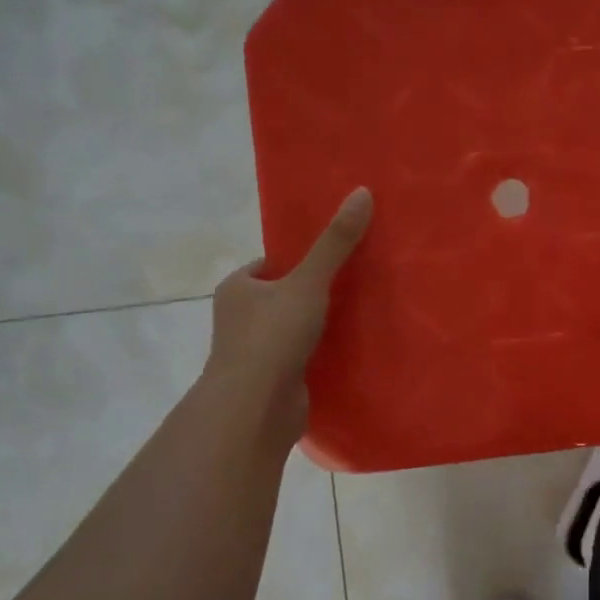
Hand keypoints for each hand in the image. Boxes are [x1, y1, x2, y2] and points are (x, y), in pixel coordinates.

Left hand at [201, 188, 372, 445]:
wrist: (255, 407)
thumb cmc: (272, 337)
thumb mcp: (309, 282)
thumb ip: (335, 243)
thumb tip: (362, 192)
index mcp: (238, 288)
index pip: (271, 264)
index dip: (301, 259)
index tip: (335, 257)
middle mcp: (240, 318)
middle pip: (284, 296)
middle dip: (314, 292)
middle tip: (357, 284)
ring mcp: (255, 352)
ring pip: (294, 329)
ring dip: (320, 325)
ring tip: (361, 314)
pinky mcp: (273, 380)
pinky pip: (302, 357)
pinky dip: (321, 353)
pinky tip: (351, 350)